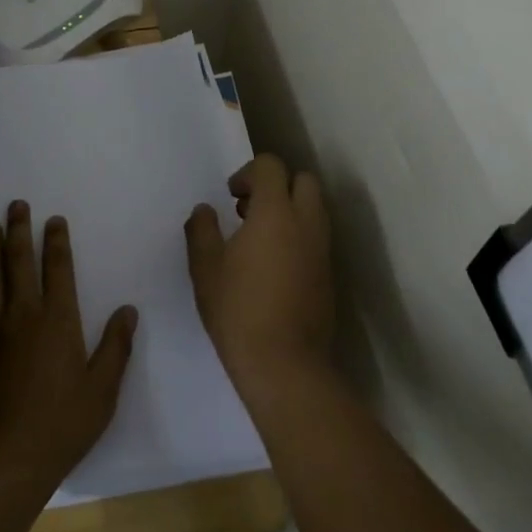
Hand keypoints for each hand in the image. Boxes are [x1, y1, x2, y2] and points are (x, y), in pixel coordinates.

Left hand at [0, 202, 136, 499]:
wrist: (5, 459)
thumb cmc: (62, 425)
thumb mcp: (102, 390)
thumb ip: (116, 347)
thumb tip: (128, 309)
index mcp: (58, 320)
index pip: (58, 269)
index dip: (56, 242)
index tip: (54, 220)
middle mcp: (22, 314)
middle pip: (19, 262)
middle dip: (18, 230)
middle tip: (16, 205)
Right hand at [185, 153, 332, 391]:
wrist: (285, 365)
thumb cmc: (238, 310)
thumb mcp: (205, 268)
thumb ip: (202, 230)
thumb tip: (205, 211)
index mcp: (275, 213)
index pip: (271, 166)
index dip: (249, 172)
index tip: (231, 196)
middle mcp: (306, 223)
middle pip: (303, 180)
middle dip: (277, 185)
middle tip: (249, 210)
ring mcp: (322, 250)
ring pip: (314, 209)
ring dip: (289, 210)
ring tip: (258, 239)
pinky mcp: (329, 275)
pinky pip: (317, 237)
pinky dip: (298, 236)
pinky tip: (273, 265)